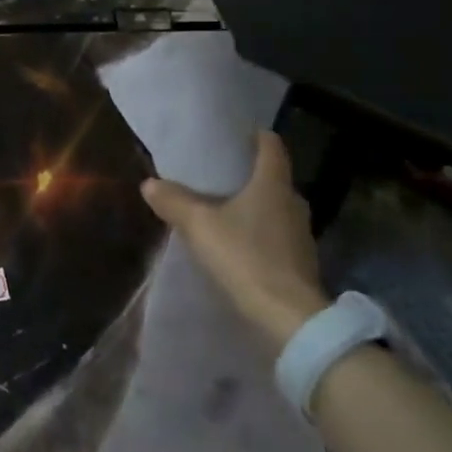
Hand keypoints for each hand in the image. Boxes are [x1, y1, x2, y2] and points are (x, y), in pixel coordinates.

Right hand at [141, 131, 327, 355]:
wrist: (288, 319)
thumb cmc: (245, 257)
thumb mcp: (199, 225)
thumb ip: (173, 201)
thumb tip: (150, 183)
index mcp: (273, 184)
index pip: (271, 146)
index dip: (254, 135)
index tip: (234, 133)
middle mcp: (293, 203)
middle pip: (272, 178)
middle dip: (247, 174)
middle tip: (217, 174)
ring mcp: (300, 235)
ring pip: (274, 208)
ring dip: (252, 206)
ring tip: (221, 209)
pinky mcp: (300, 263)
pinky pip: (275, 235)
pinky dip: (257, 233)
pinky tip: (236, 244)